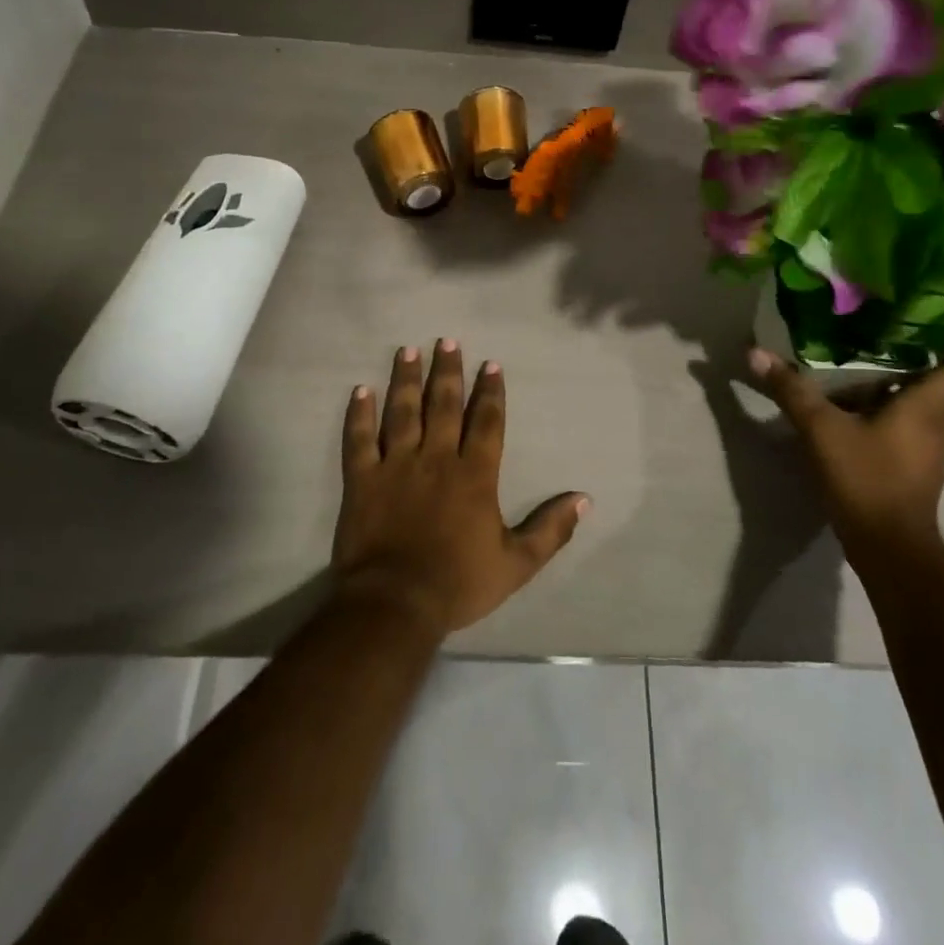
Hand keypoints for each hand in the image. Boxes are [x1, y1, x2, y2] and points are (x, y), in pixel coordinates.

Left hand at [333, 340, 589, 637]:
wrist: (395, 603)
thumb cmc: (458, 583)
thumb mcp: (517, 564)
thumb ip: (551, 529)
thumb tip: (585, 500)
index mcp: (475, 475)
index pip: (487, 422)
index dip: (490, 392)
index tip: (491, 364)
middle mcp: (437, 458)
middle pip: (444, 405)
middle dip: (448, 371)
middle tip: (447, 341)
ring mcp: (396, 466)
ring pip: (402, 412)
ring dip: (406, 380)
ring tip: (408, 350)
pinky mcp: (362, 480)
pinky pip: (359, 439)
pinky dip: (359, 414)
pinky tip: (360, 390)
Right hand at [748, 347, 943, 560]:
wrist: (888, 547)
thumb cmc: (866, 477)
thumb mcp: (821, 429)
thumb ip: (791, 390)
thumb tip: (756, 353)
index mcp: (926, 407)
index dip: (942, 343)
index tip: (915, 324)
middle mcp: (937, 426)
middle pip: (929, 385)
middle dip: (901, 363)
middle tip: (865, 340)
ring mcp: (928, 453)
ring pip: (915, 410)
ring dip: (889, 393)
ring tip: (852, 373)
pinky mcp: (914, 473)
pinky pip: (903, 433)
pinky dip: (883, 420)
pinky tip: (850, 416)